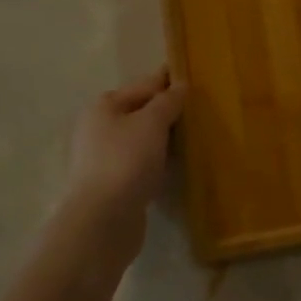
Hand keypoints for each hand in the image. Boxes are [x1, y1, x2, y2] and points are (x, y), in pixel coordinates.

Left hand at [63, 67, 186, 258]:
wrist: (102, 222)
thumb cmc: (126, 161)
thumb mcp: (151, 123)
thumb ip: (167, 101)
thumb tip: (180, 85)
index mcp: (104, 106)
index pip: (144, 85)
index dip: (169, 81)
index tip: (194, 78)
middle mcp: (99, 128)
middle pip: (140, 112)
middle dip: (167, 111)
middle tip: (200, 110)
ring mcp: (103, 158)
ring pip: (141, 139)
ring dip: (163, 138)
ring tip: (194, 137)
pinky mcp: (113, 185)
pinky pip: (140, 163)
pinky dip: (157, 161)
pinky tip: (175, 165)